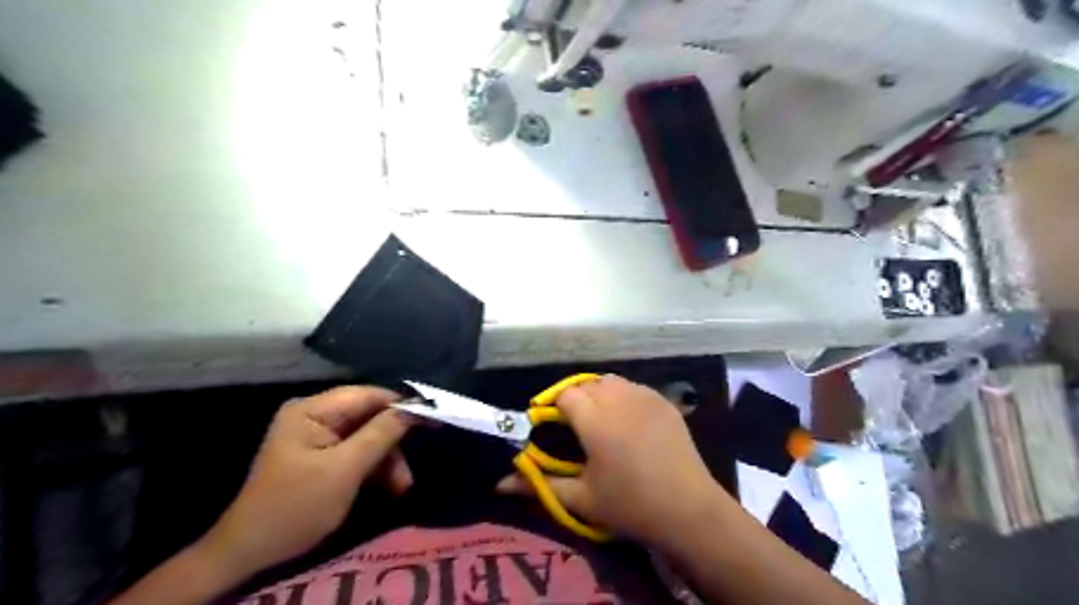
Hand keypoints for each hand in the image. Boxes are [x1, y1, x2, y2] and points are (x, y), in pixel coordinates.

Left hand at [198, 384, 414, 578]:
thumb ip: (382, 433)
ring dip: (387, 459)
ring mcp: (317, 435)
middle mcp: (315, 415)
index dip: (401, 405)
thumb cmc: (297, 506)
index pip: (367, 395)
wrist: (251, 552)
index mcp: (312, 410)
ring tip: (401, 487)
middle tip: (410, 469)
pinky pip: (357, 450)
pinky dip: (374, 467)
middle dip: (392, 442)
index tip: (433, 417)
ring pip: (367, 435)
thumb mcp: (345, 469)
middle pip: (369, 416)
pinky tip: (388, 486)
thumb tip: (415, 406)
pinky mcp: (321, 454)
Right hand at [498, 376, 723, 545]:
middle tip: (575, 426)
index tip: (551, 425)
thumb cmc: (630, 506)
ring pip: (610, 381)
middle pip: (587, 384)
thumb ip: (539, 484)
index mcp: (595, 419)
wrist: (688, 509)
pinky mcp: (663, 401)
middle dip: (575, 398)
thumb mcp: (580, 499)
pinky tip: (627, 419)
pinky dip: (623, 395)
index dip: (554, 407)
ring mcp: (644, 396)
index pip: (564, 395)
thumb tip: (499, 483)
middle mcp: (618, 398)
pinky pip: (634, 387)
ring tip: (600, 420)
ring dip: (599, 393)